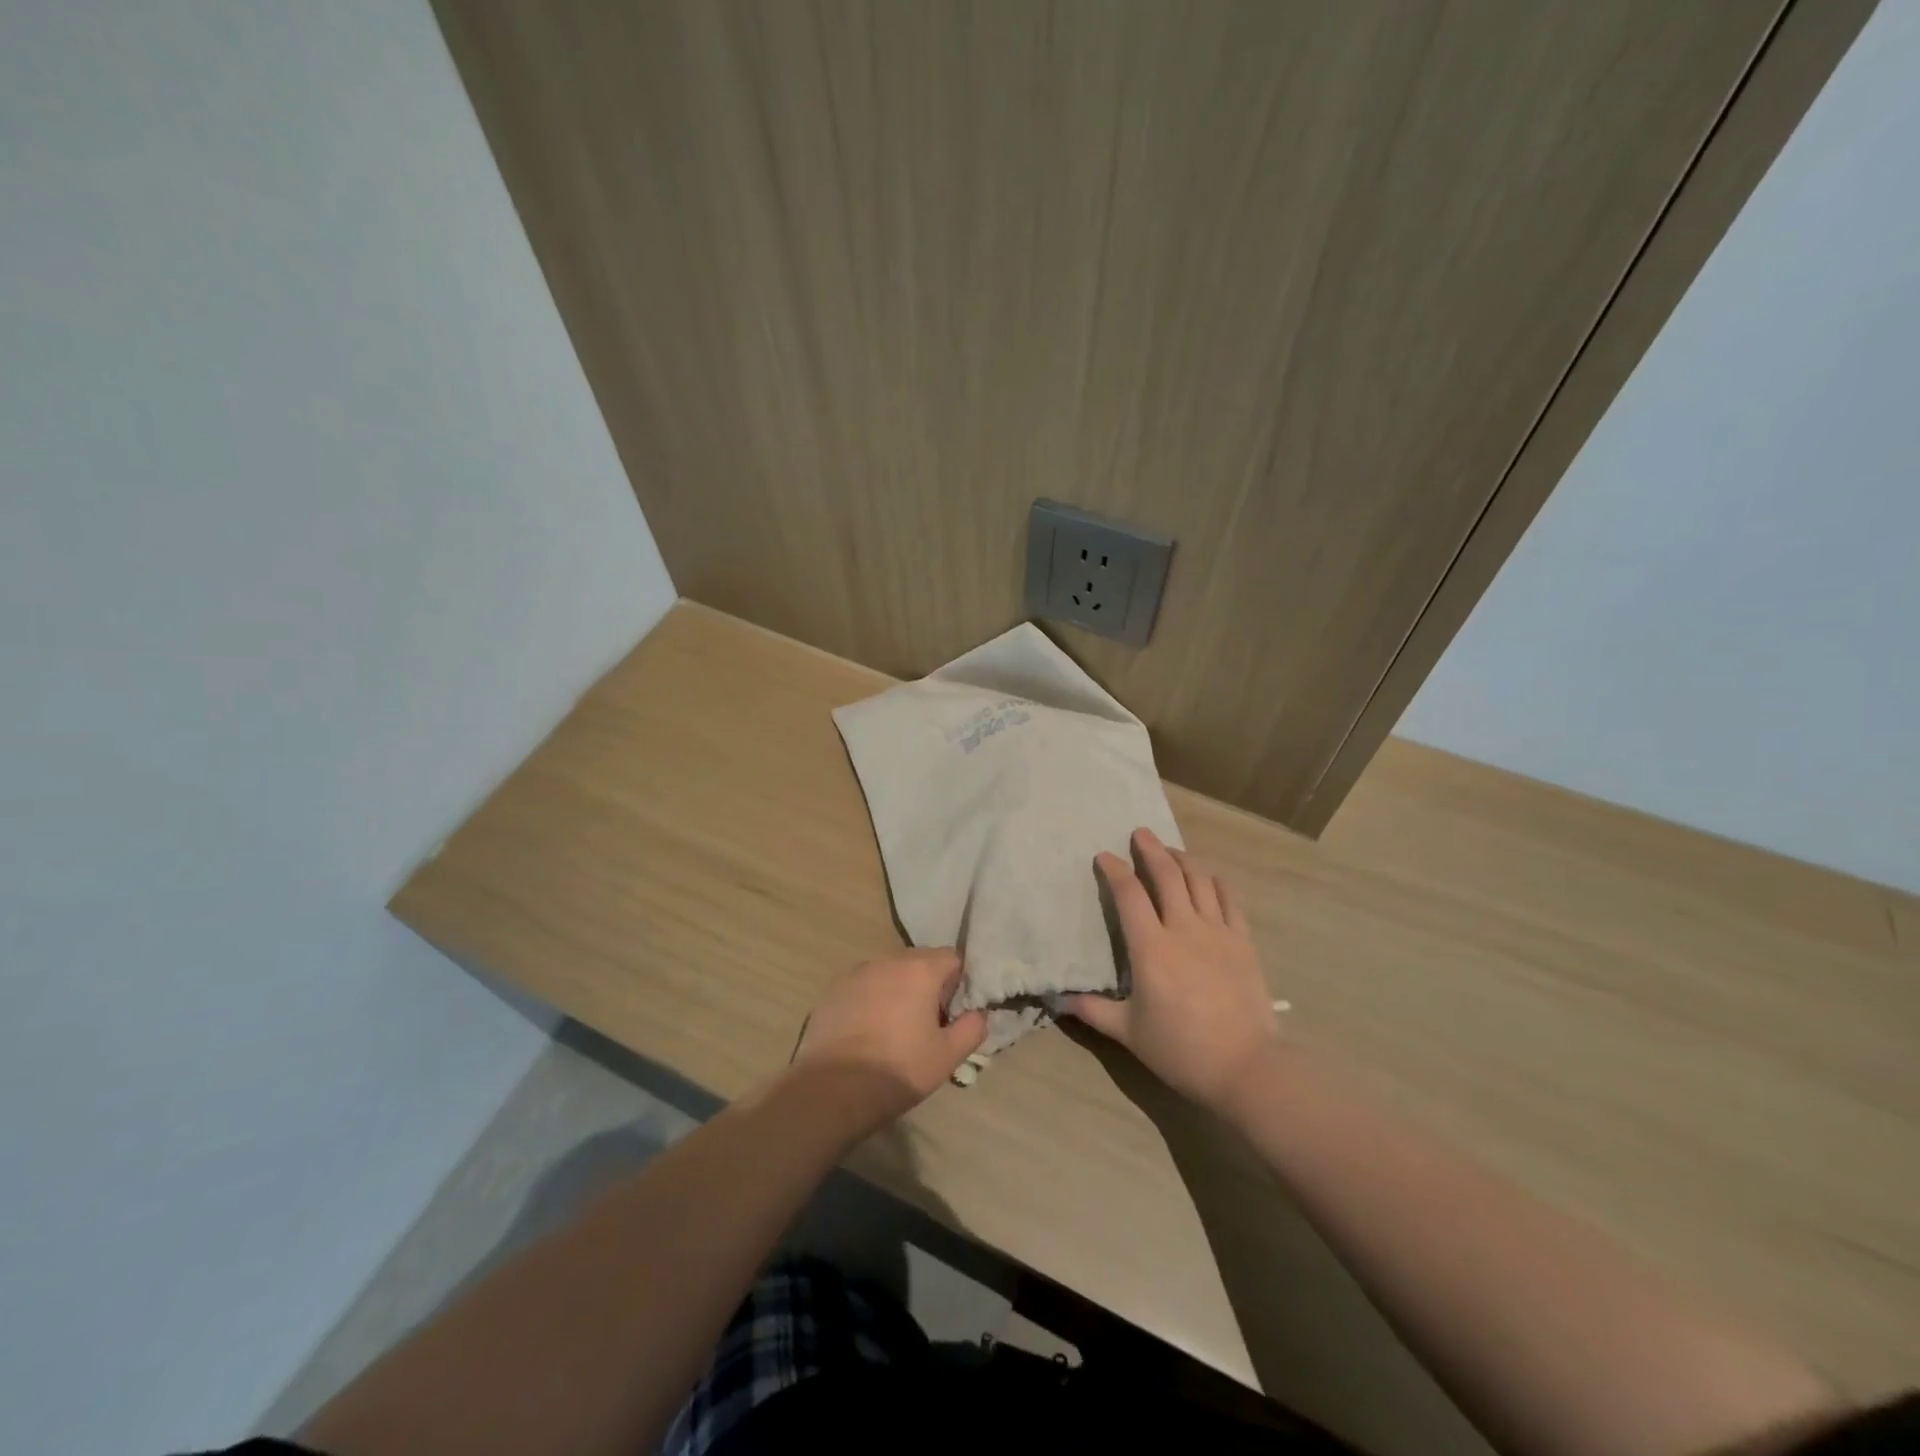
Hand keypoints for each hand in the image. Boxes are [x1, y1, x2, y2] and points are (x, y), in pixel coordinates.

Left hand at [792, 948, 987, 1125]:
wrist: (833, 1089)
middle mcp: (888, 961)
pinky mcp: (833, 990)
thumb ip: (972, 1028)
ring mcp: (856, 973)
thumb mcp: (948, 1056)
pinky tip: (867, 1031)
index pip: (952, 958)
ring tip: (894, 1027)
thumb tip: (978, 1013)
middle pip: (919, 961)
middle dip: (928, 983)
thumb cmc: (899, 1069)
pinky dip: (871, 999)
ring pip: (889, 972)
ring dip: (898, 989)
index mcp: (920, 970)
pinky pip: (863, 986)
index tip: (953, 1011)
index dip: (958, 982)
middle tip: (927, 1021)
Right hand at [1065, 827, 1281, 1114]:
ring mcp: (1218, 932)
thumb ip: (1092, 1011)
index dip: (1114, 870)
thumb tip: (1057, 1001)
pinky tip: (1210, 878)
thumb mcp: (1128, 1032)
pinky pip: (1230, 900)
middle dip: (1151, 849)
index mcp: (1151, 947)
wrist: (1246, 1066)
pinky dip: (1217, 882)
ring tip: (1172, 851)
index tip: (1104, 856)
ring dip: (1184, 859)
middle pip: (1167, 874)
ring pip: (1200, 880)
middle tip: (1140, 833)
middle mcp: (1183, 928)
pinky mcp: (1243, 942)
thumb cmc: (1180, 1049)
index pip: (1129, 894)